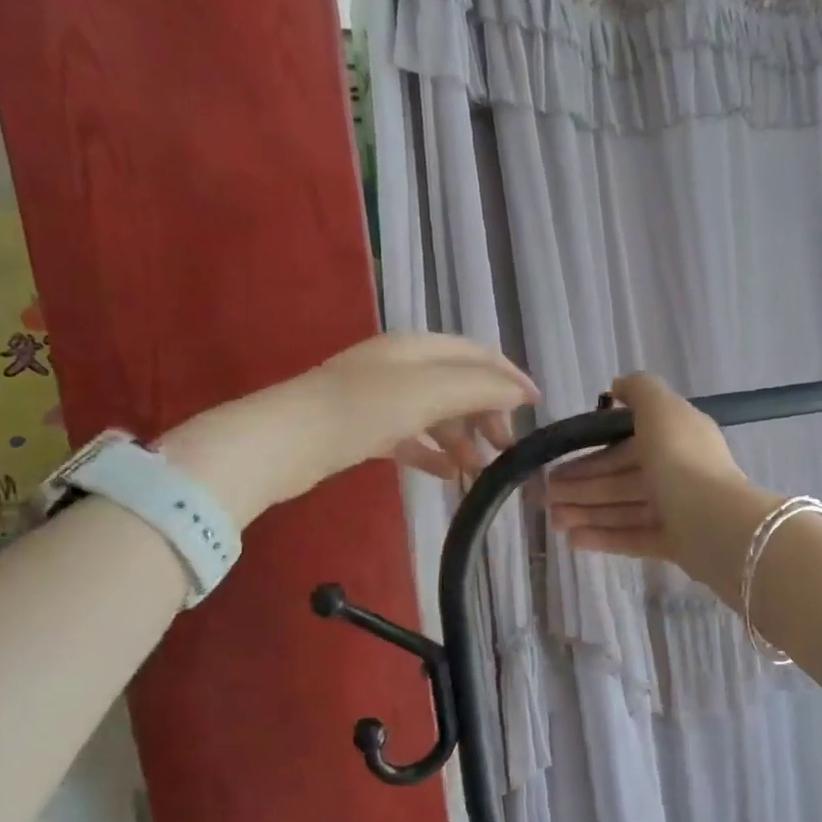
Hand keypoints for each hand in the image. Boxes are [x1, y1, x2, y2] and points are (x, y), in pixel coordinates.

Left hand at [162, 333, 537, 522]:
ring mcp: (380, 396)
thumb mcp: (431, 392)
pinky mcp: (363, 427)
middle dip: (488, 413)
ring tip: (479, 468)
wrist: (283, 441)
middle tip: (505, 447)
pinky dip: (434, 452)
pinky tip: (447, 474)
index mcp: (419, 347)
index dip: (510, 377)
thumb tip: (520, 392)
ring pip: (437, 413)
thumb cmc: (363, 409)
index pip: (478, 354)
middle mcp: (402, 366)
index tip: (537, 407)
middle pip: (459, 384)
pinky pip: (412, 436)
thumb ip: (481, 388)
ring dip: (463, 437)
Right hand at [545, 374, 771, 591]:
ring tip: (553, 522)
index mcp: (675, 437)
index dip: (588, 453)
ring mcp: (676, 509)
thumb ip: (639, 390)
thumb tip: (617, 386)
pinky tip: (573, 541)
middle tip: (542, 498)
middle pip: (619, 479)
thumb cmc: (681, 459)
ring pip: (622, 509)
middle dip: (580, 487)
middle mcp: (676, 471)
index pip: (624, 444)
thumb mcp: (661, 408)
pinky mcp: (675, 543)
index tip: (555, 463)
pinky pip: (633, 537)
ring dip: (586, 513)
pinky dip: (604, 537)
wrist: (716, 522)